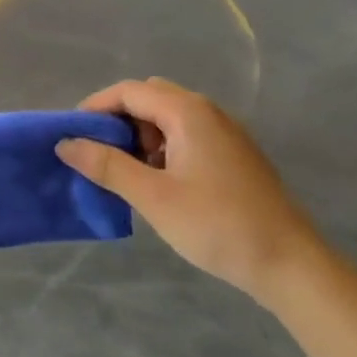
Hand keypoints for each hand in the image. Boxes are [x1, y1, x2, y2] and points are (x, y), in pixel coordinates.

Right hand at [56, 77, 317, 301]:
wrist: (290, 264)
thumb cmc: (217, 225)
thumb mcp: (153, 197)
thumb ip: (107, 166)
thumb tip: (65, 144)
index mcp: (188, 112)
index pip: (129, 91)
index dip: (95, 107)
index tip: (72, 134)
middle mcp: (207, 112)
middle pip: (149, 98)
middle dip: (118, 120)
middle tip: (98, 153)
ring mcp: (224, 133)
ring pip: (168, 118)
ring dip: (140, 136)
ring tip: (126, 173)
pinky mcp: (233, 155)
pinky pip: (186, 136)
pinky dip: (162, 148)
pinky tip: (158, 183)